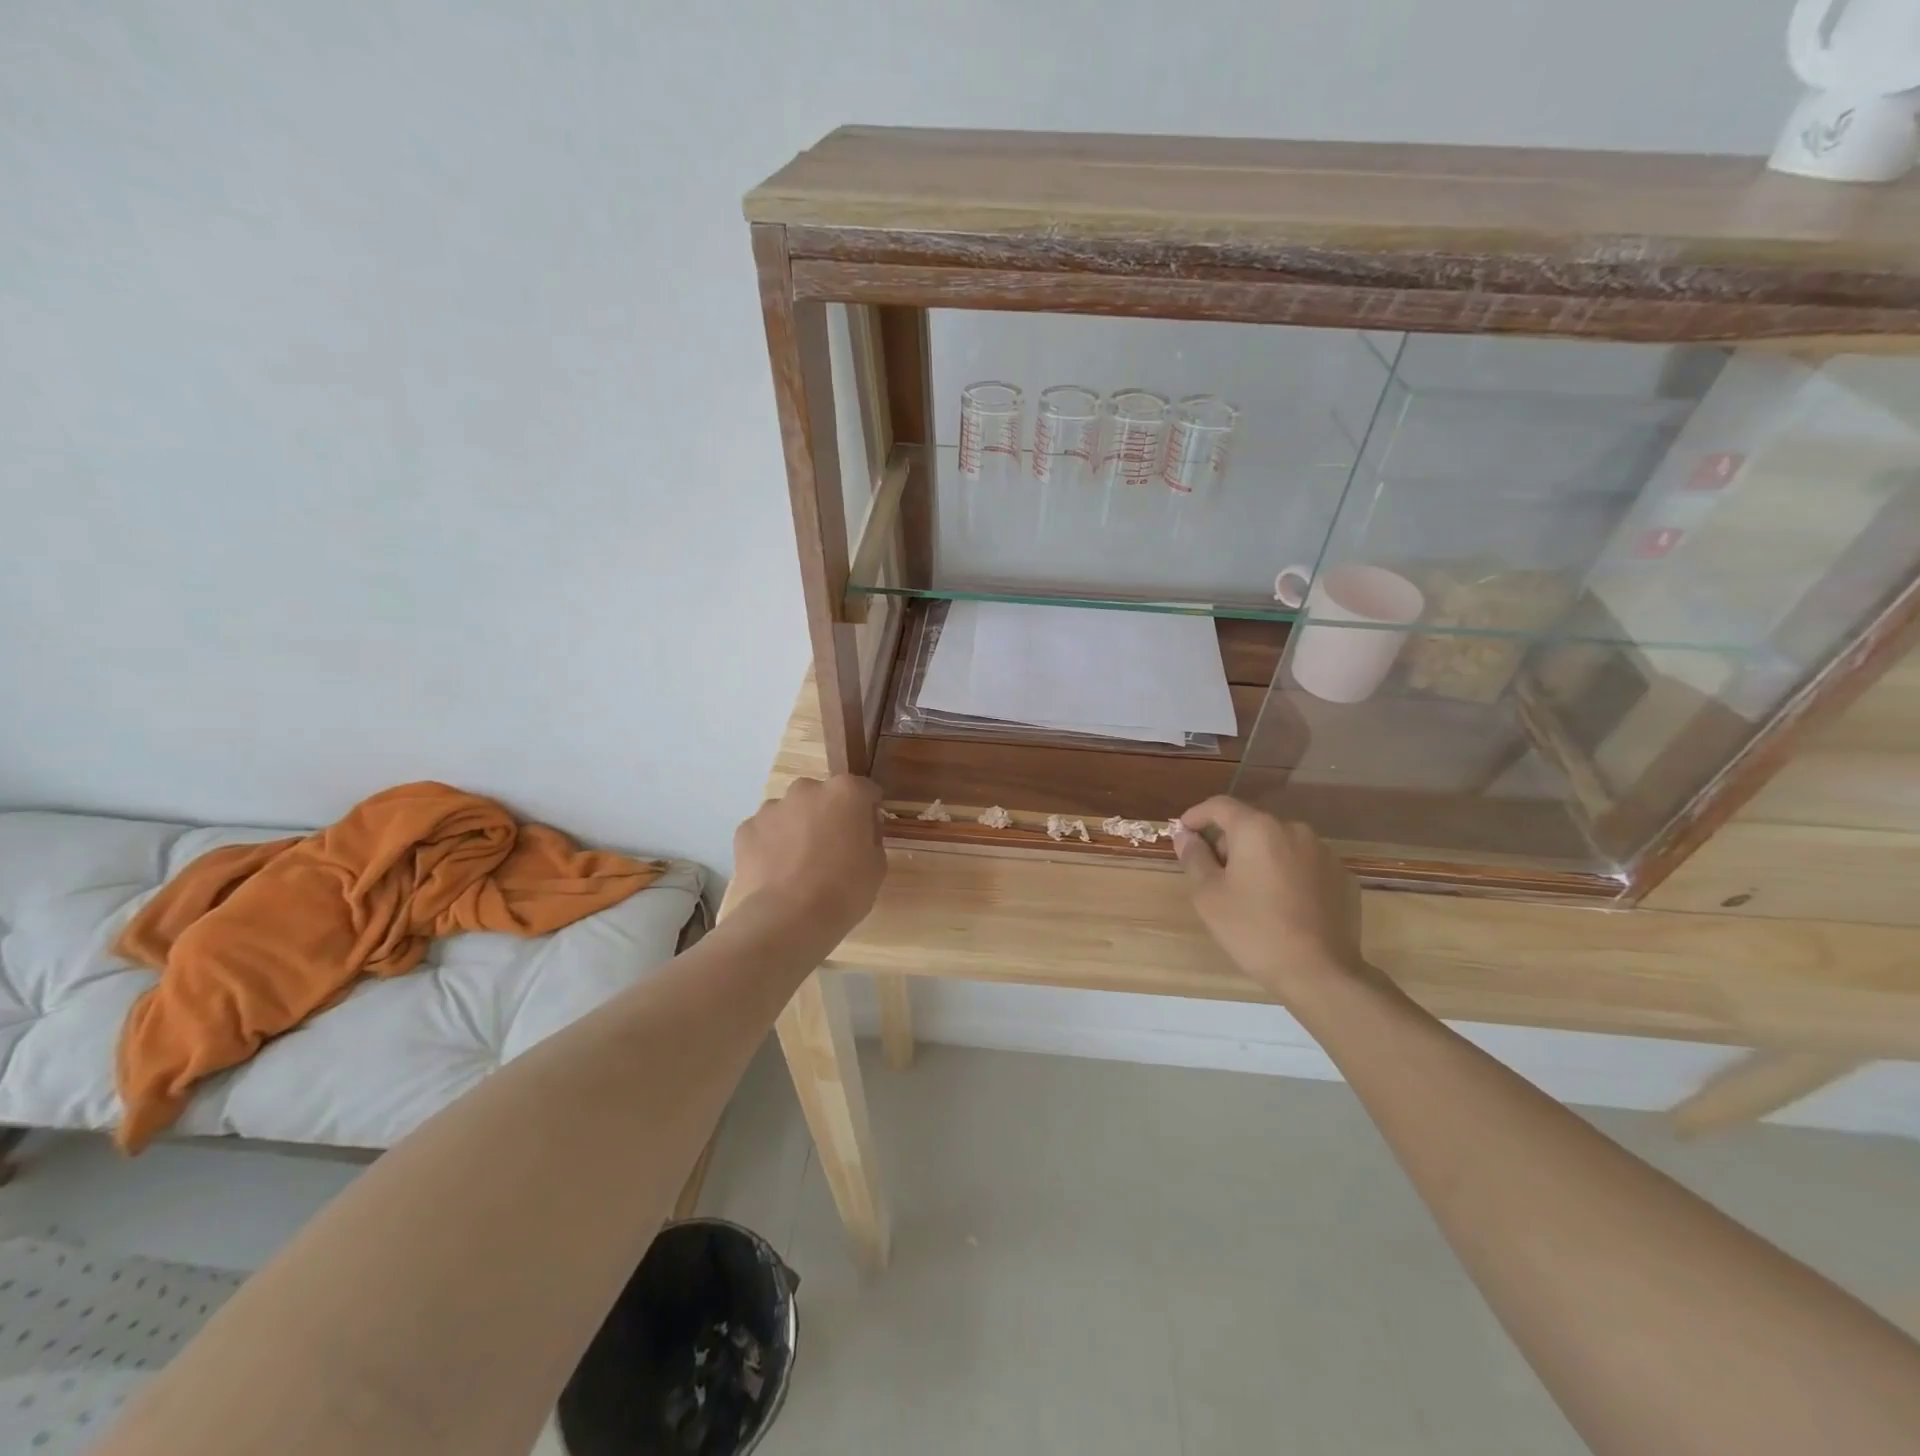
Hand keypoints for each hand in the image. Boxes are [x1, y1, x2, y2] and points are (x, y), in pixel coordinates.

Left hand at [730, 776, 887, 943]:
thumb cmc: (843, 891)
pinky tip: (776, 873)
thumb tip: (861, 831)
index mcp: (845, 792)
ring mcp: (772, 808)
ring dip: (797, 828)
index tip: (868, 832)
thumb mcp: (877, 866)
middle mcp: (807, 790)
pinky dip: (770, 845)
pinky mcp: (745, 829)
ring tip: (799, 864)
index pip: (865, 790)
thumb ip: (871, 837)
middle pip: (823, 796)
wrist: (786, 920)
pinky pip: (765, 832)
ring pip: (791, 812)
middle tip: (832, 849)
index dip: (868, 810)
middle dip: (828, 815)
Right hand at [1172, 796, 1365, 1001]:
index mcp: (1257, 829)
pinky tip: (1282, 904)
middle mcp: (1293, 830)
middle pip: (1250, 824)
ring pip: (1279, 844)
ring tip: (1250, 892)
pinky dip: (1287, 873)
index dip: (1196, 816)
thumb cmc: (1254, 930)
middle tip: (1214, 874)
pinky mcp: (1342, 876)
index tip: (1183, 834)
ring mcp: (1323, 852)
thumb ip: (1194, 857)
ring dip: (1259, 857)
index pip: (1219, 806)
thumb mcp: (1209, 895)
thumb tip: (1185, 836)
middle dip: (1228, 842)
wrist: (1320, 972)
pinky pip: (1303, 864)